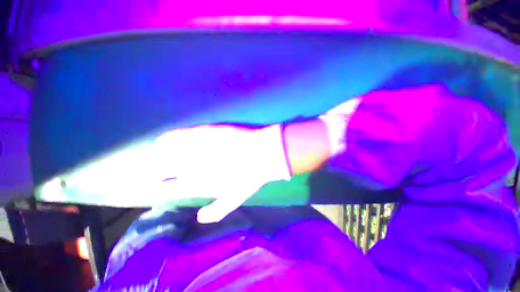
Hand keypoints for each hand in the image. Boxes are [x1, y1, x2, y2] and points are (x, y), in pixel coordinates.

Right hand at [152, 124, 290, 222]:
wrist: (262, 154)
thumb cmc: (250, 177)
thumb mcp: (235, 200)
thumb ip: (217, 211)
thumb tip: (200, 218)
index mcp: (198, 182)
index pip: (167, 188)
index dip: (155, 189)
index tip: (147, 188)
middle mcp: (192, 165)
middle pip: (162, 169)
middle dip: (151, 171)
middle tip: (147, 171)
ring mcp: (198, 147)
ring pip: (166, 151)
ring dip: (157, 154)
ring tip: (154, 153)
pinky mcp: (205, 132)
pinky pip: (181, 134)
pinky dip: (170, 137)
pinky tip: (164, 138)